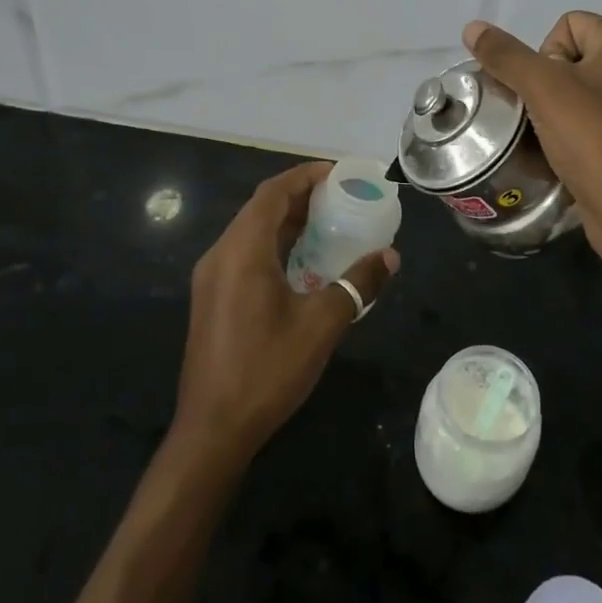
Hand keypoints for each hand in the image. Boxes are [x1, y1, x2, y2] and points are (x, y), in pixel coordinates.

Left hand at [172, 162, 398, 466]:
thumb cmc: (267, 370)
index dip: (304, 176)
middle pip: (260, 209)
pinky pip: (245, 254)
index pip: (272, 194)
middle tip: (340, 196)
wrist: (212, 430)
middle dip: (299, 196)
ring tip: (327, 222)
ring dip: (286, 221)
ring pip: (251, 232)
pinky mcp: (212, 298)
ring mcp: (211, 278)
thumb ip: (357, 284)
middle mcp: (221, 255)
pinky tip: (302, 262)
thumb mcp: (321, 325)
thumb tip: (390, 257)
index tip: (338, 173)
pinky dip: (274, 245)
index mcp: (242, 251)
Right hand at [462, 13, 601, 246]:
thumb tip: (473, 27)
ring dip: (560, 107)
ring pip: (583, 88)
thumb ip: (505, 55)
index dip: (544, 55)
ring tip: (555, 135)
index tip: (547, 93)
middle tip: (548, 115)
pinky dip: (580, 128)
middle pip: (574, 55)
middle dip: (549, 83)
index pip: (568, 24)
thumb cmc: (592, 140)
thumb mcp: (541, 90)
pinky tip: (571, 151)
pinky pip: (599, 115)